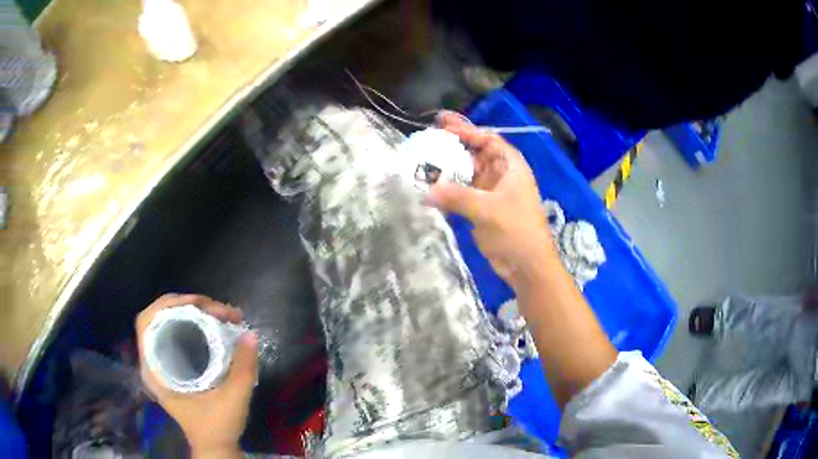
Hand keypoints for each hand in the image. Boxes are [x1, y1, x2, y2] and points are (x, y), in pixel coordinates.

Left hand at [136, 294, 256, 457]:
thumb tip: (250, 334)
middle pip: (158, 317)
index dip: (167, 305)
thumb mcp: (233, 399)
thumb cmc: (217, 426)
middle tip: (217, 310)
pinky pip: (176, 334)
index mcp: (155, 370)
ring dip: (191, 313)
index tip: (198, 305)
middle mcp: (153, 362)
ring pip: (168, 323)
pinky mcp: (173, 366)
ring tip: (219, 315)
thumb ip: (243, 368)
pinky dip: (192, 324)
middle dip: (186, 305)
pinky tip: (211, 326)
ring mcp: (162, 363)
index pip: (146, 322)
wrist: (216, 447)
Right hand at [425, 112, 557, 288]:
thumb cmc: (516, 231)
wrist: (527, 266)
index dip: (467, 130)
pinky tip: (430, 187)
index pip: (488, 140)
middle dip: (453, 147)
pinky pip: (462, 193)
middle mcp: (501, 175)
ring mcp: (491, 193)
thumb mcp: (488, 210)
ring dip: (448, 169)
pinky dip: (448, 190)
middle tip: (428, 139)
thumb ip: (457, 197)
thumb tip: (426, 191)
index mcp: (511, 167)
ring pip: (467, 174)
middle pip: (475, 154)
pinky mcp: (482, 209)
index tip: (443, 124)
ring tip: (423, 162)